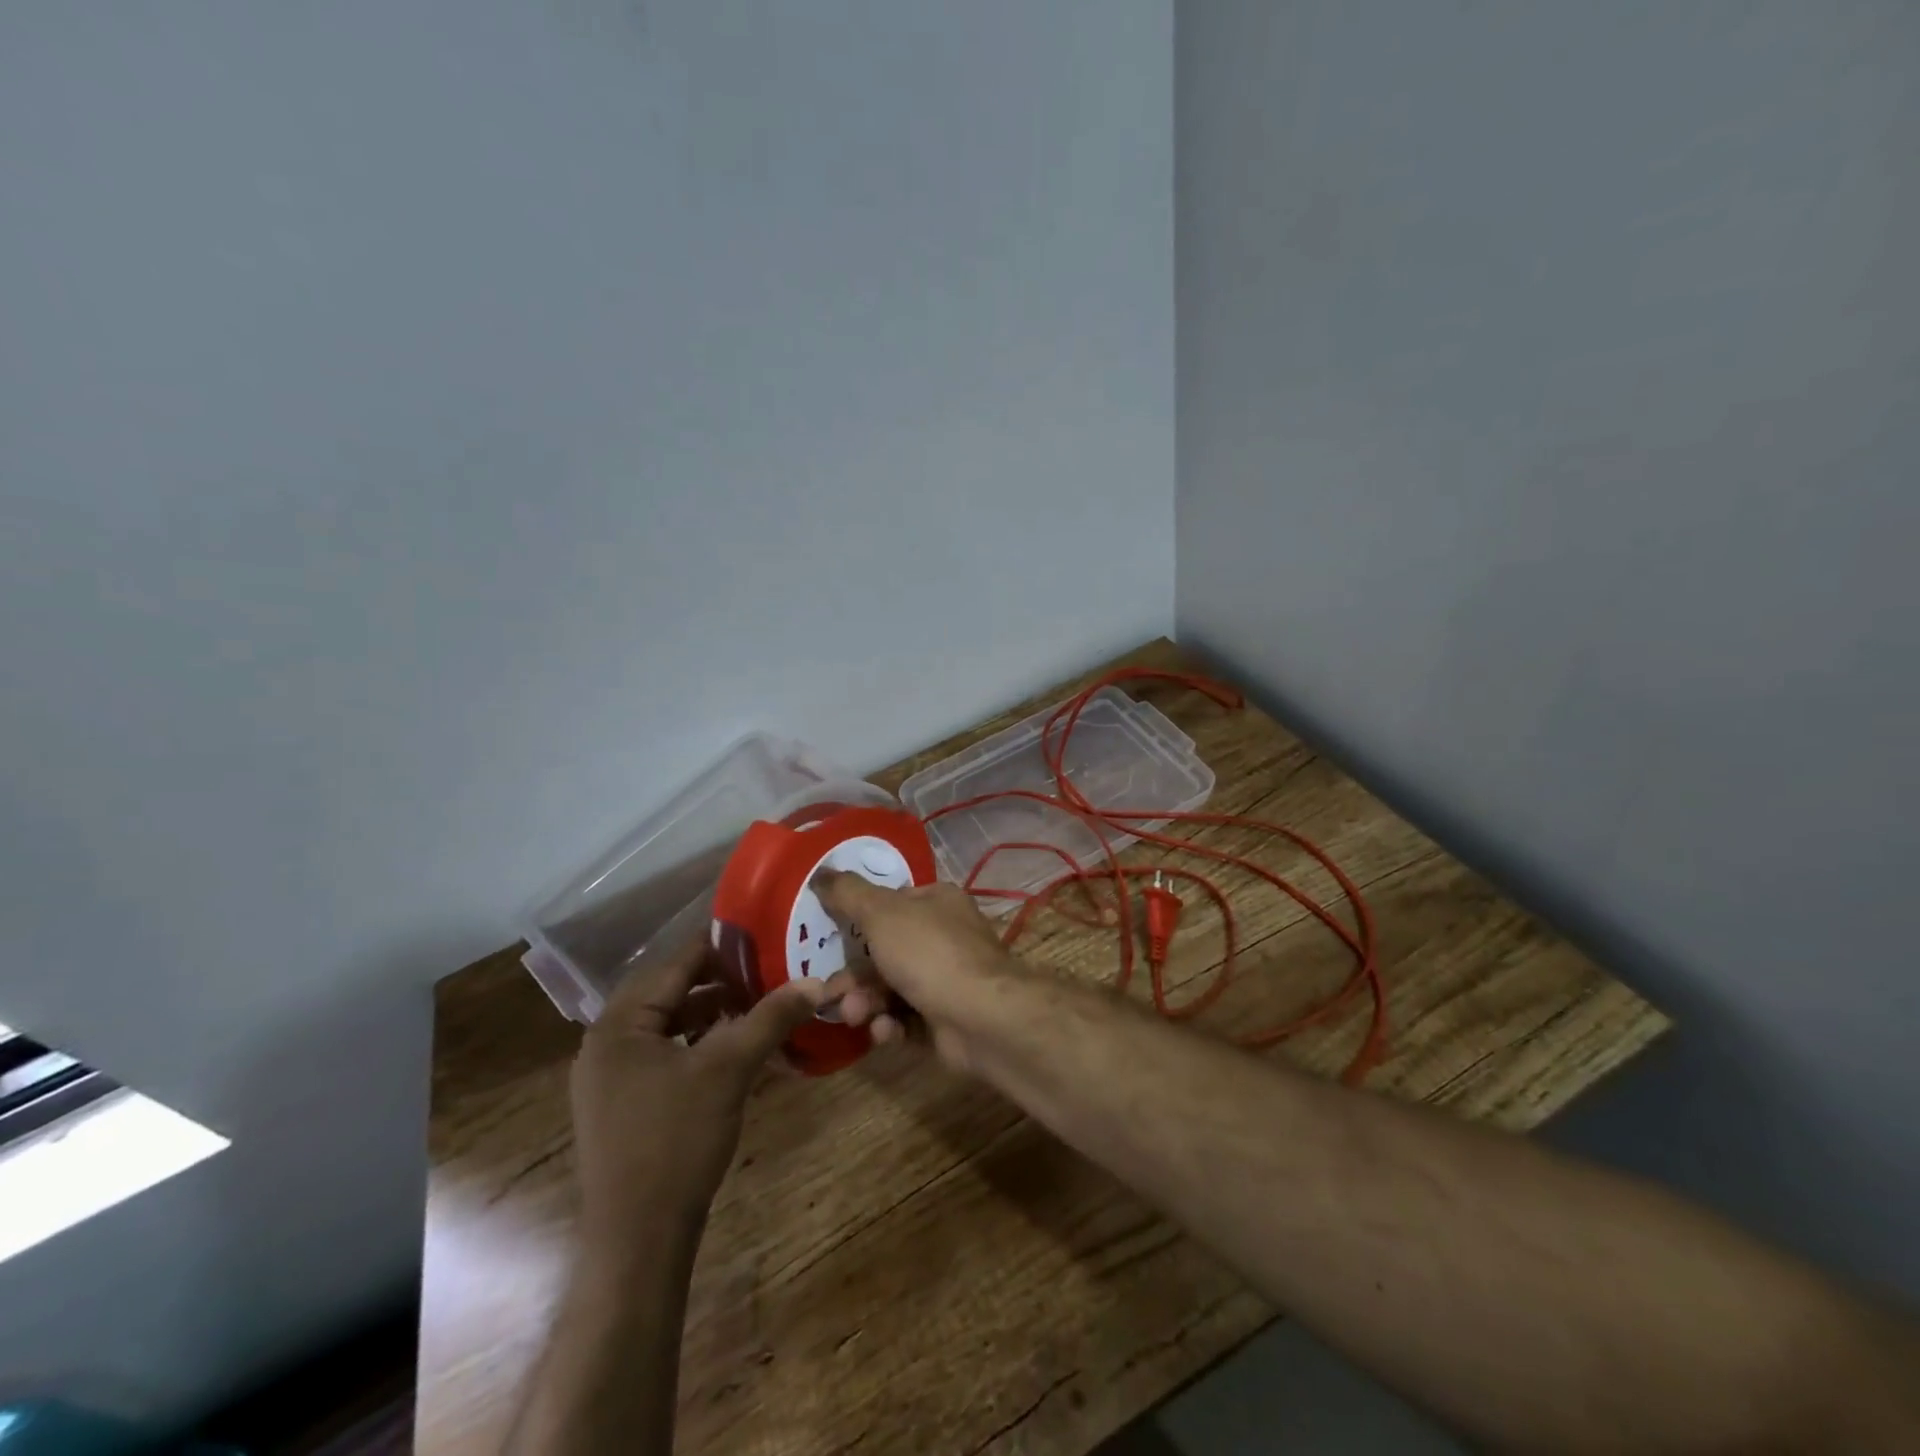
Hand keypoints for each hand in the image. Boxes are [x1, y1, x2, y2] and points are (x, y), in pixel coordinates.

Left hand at [570, 936, 825, 1252]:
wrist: (638, 1241)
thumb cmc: (676, 1141)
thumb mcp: (729, 1069)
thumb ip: (771, 1017)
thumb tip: (816, 981)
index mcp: (619, 1024)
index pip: (675, 964)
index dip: (721, 945)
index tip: (764, 931)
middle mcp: (606, 1043)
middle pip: (672, 992)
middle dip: (721, 980)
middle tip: (768, 968)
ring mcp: (612, 1078)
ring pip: (670, 1025)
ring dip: (713, 1012)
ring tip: (758, 1004)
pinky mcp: (625, 1105)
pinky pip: (666, 1054)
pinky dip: (700, 1044)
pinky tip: (735, 1047)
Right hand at [813, 872, 1023, 1071]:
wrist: (982, 1018)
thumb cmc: (929, 953)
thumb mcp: (881, 913)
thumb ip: (848, 892)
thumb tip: (820, 870)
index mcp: (936, 902)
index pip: (890, 903)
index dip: (858, 919)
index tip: (829, 936)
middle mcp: (944, 937)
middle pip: (885, 951)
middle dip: (855, 975)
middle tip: (831, 993)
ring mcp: (946, 980)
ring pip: (891, 989)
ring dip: (867, 1003)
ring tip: (857, 1015)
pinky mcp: (945, 1020)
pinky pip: (906, 1020)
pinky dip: (891, 1025)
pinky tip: (885, 1031)